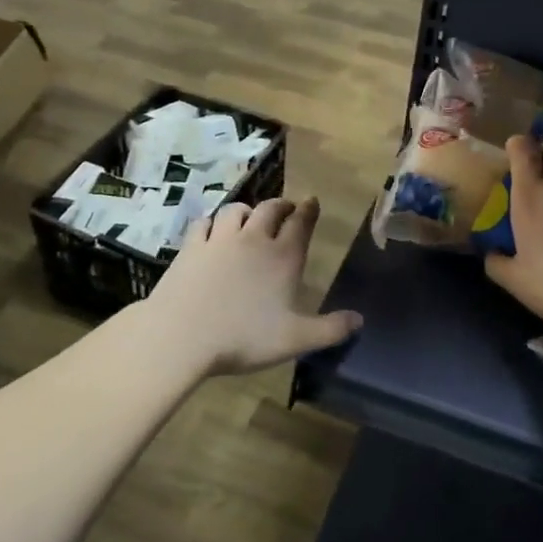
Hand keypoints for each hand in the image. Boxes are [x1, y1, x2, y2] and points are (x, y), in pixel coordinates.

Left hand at [145, 197, 361, 375]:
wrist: (182, 335)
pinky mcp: (190, 248)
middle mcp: (253, 240)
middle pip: (269, 209)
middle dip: (281, 205)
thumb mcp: (295, 340)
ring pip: (235, 211)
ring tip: (248, 217)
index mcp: (283, 258)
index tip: (312, 202)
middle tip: (286, 208)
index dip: (309, 210)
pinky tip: (210, 230)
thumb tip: (360, 320)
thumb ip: (330, 330)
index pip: (301, 224)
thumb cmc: (244, 338)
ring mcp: (219, 241)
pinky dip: (210, 223)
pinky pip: (203, 224)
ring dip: (246, 211)